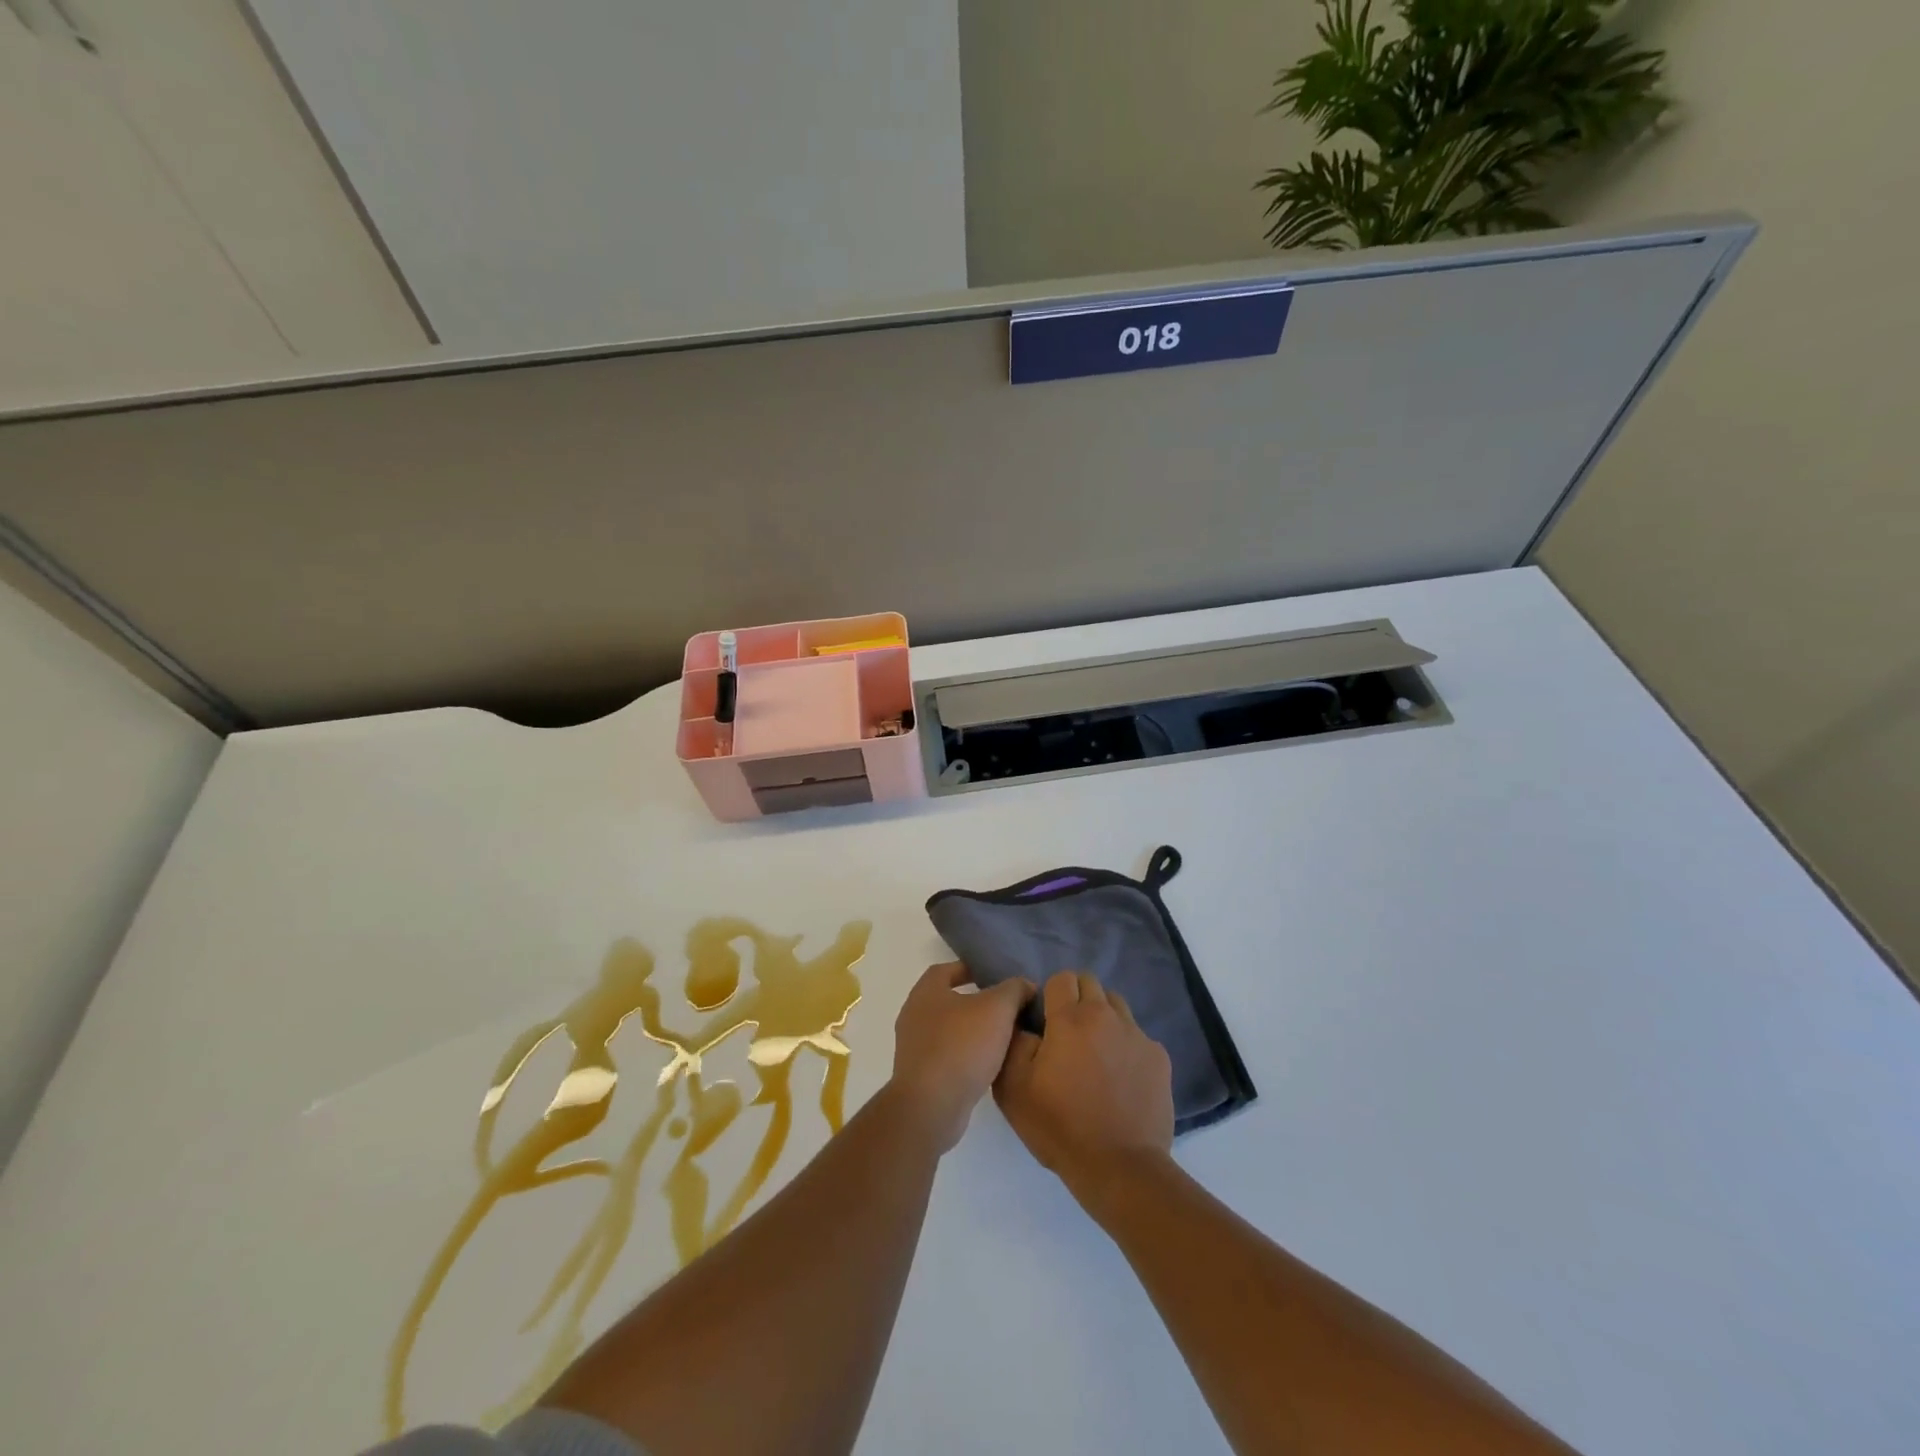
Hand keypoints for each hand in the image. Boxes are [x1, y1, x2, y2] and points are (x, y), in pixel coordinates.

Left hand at [889, 963, 1034, 1151]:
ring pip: (948, 1030)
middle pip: (947, 1000)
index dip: (968, 969)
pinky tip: (989, 1064)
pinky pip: (947, 1057)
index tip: (991, 975)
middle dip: (974, 1002)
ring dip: (971, 1031)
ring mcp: (914, 1048)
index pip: (946, 970)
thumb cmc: (962, 1046)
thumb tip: (1025, 984)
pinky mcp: (920, 1077)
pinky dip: (966, 1056)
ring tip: (1002, 1036)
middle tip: (1004, 1007)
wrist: (932, 1106)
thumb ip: (1013, 990)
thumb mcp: (997, 1009)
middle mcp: (914, 1016)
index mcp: (926, 992)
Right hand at [993, 970, 1174, 1202]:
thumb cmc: (1059, 1126)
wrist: (1120, 1168)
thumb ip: (1013, 1042)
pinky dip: (1125, 1046)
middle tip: (1067, 1035)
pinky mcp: (1159, 1058)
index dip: (1050, 996)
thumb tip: (1025, 1023)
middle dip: (1077, 999)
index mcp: (1070, 1018)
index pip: (1061, 978)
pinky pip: (1138, 1036)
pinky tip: (1119, 1078)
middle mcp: (1106, 1016)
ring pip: (1117, 1005)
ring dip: (1103, 1018)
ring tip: (1095, 1053)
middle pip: (1091, 984)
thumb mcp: (1013, 1088)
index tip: (1044, 1023)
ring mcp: (1137, 1035)